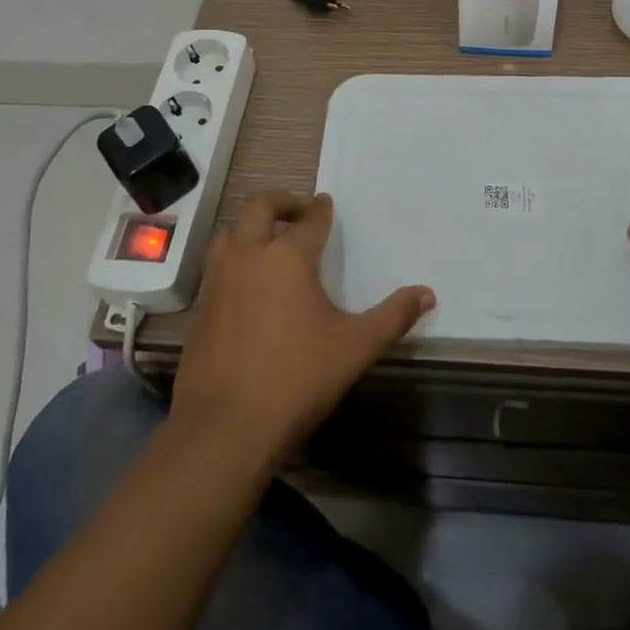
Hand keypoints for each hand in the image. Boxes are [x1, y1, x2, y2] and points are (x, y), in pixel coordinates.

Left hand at [170, 191, 433, 461]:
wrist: (224, 428)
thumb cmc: (297, 379)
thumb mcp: (355, 347)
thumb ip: (393, 316)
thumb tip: (428, 293)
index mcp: (288, 256)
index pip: (310, 219)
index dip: (320, 209)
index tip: (325, 203)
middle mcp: (250, 255)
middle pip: (260, 208)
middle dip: (281, 202)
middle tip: (297, 210)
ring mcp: (219, 279)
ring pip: (231, 232)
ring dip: (250, 226)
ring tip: (268, 239)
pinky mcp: (201, 307)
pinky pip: (217, 264)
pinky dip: (233, 257)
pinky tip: (246, 282)